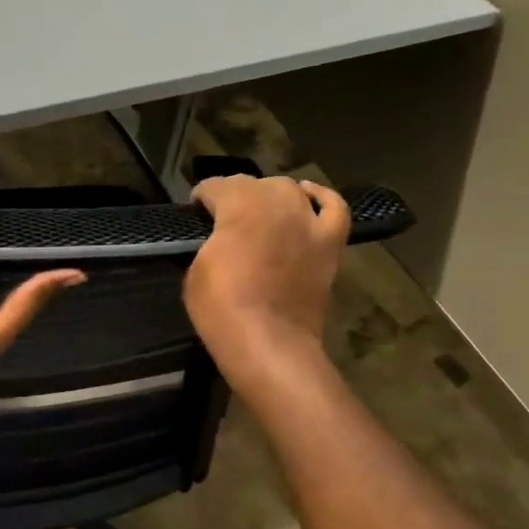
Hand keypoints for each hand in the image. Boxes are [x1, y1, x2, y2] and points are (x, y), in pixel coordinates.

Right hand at [183, 175, 349, 380]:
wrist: (269, 344)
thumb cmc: (222, 309)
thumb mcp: (195, 270)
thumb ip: (208, 241)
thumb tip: (217, 237)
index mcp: (238, 205)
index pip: (215, 186)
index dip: (201, 198)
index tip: (195, 214)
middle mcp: (276, 202)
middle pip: (252, 183)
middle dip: (234, 195)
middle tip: (223, 220)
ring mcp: (308, 221)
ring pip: (288, 189)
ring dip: (271, 196)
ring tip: (261, 213)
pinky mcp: (329, 242)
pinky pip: (334, 207)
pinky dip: (321, 198)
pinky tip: (308, 198)